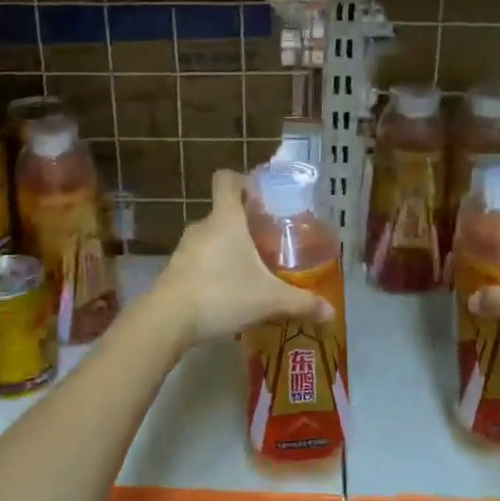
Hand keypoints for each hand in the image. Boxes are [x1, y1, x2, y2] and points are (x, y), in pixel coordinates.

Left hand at [152, 170, 333, 345]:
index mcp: (226, 219)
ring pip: (212, 237)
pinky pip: (199, 259)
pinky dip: (214, 267)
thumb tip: (331, 312)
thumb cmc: (222, 295)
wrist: (168, 320)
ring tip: (250, 269)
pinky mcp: (174, 269)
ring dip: (229, 247)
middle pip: (224, 211)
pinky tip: (228, 291)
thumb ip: (301, 303)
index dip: (243, 181)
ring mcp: (185, 248)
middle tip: (268, 241)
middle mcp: (203, 226)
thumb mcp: (269, 300)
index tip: (262, 197)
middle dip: (245, 223)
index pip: (227, 180)